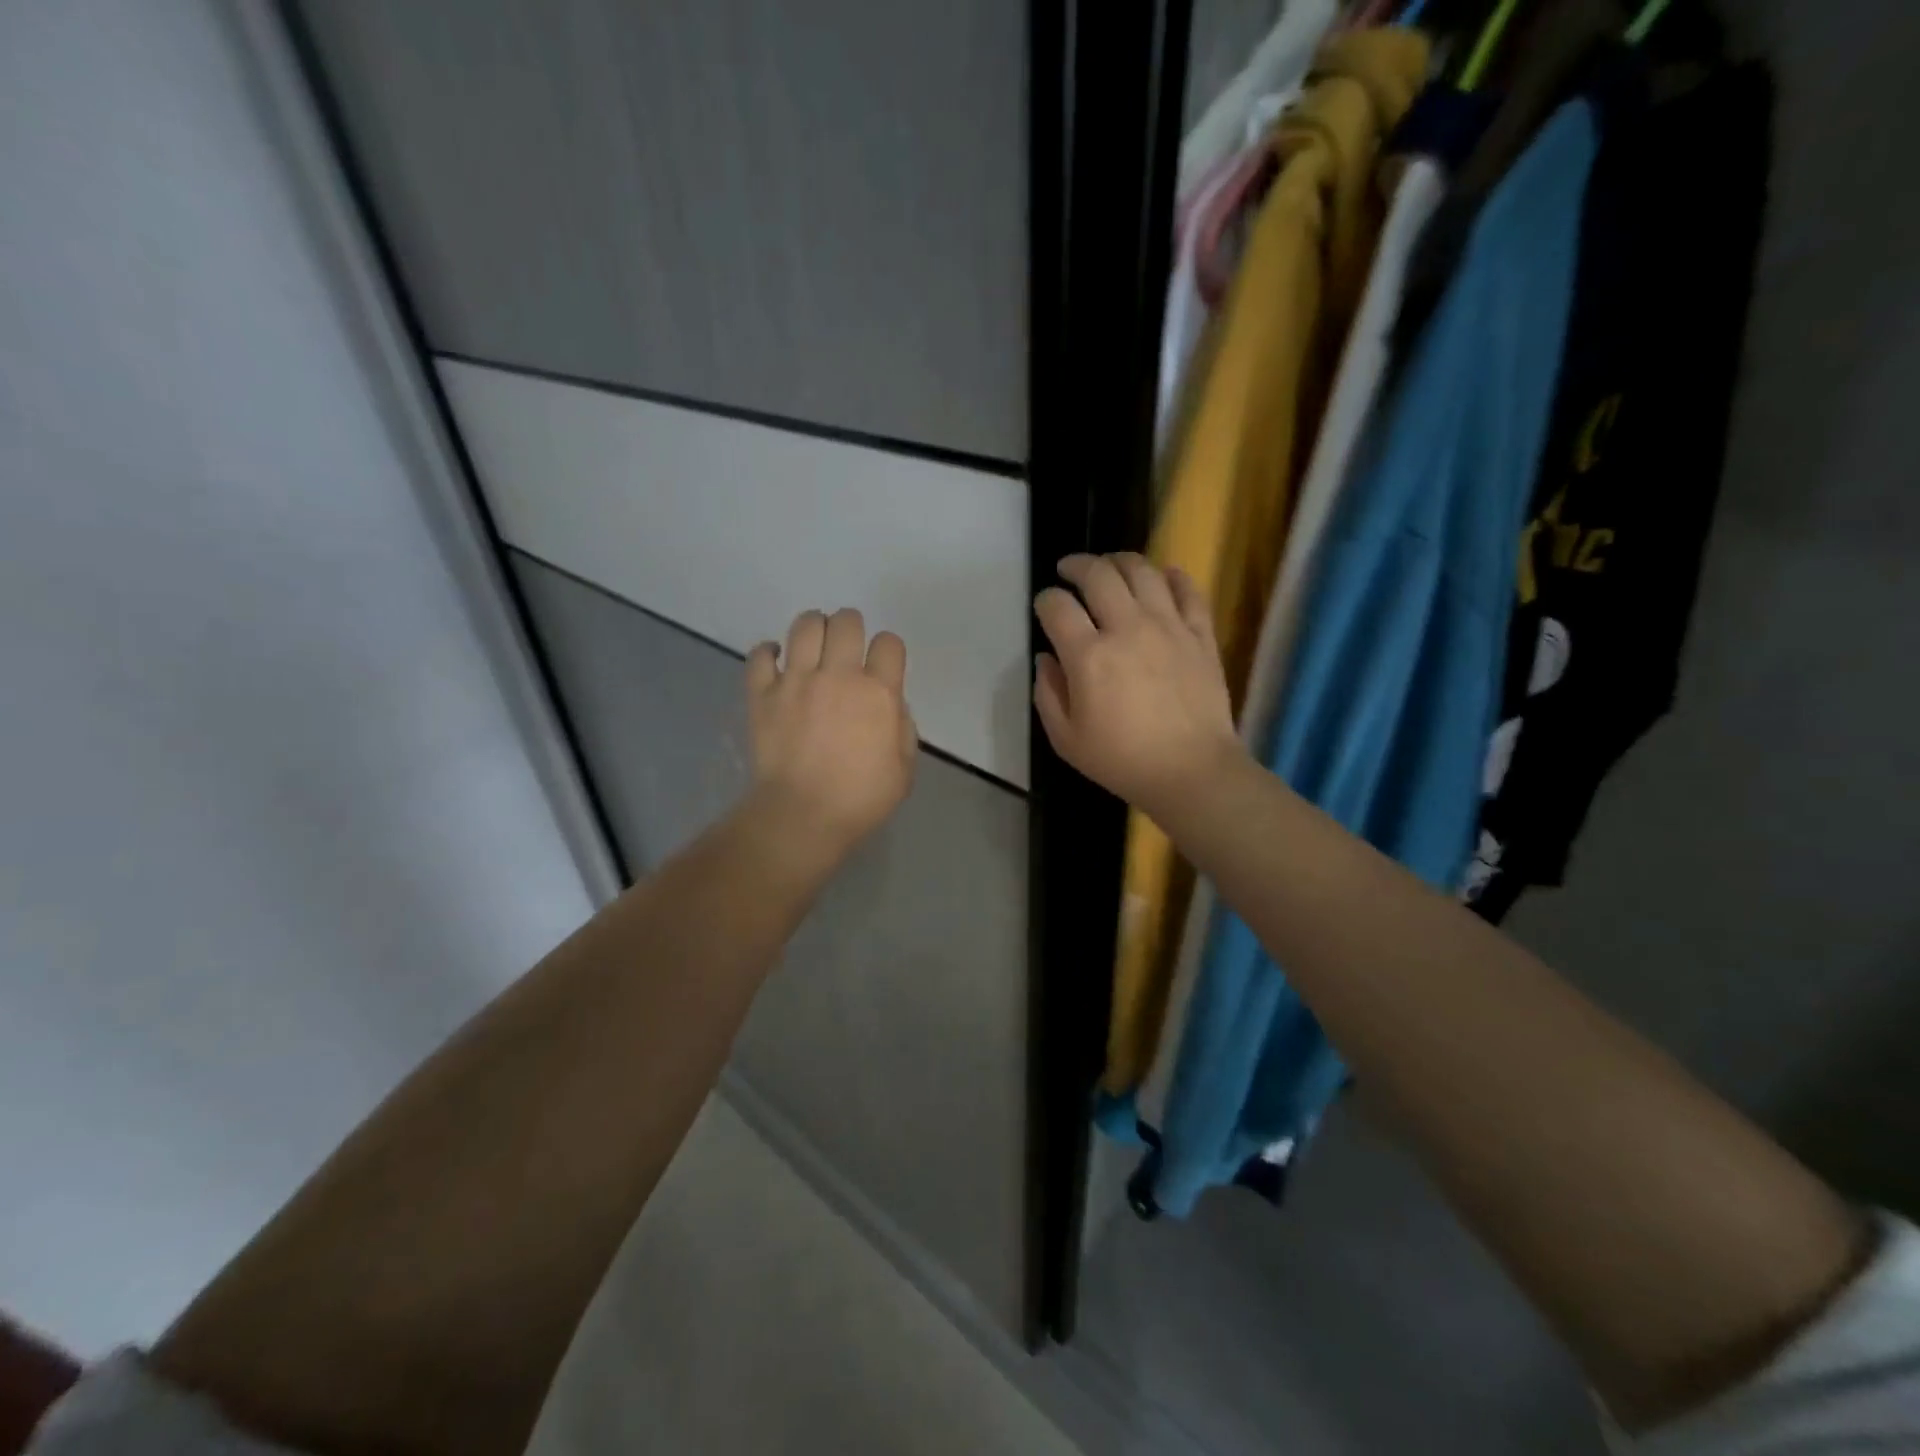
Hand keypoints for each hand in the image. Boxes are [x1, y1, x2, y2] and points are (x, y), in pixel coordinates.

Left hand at [745, 607, 917, 859]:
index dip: (888, 650)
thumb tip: (891, 705)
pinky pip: (760, 655)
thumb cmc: (860, 799)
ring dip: (814, 628)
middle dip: (851, 627)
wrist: (802, 815)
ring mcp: (796, 681)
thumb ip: (903, 728)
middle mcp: (838, 676)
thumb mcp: (904, 769)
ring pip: (805, 625)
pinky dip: (769, 652)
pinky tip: (777, 660)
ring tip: (814, 646)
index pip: (889, 643)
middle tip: (847, 647)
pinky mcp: (762, 693)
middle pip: (846, 621)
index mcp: (878, 693)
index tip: (883, 666)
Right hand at [1033, 553, 1243, 818]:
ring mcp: (1168, 627)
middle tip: (1069, 570)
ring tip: (1110, 566)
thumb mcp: (1065, 739)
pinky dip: (1172, 576)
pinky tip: (1162, 576)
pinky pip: (1188, 590)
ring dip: (1119, 561)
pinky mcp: (1200, 634)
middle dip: (1077, 565)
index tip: (1045, 606)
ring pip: (1142, 571)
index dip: (1045, 600)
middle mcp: (1127, 629)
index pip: (1057, 607)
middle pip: (1098, 575)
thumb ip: (1048, 693)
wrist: (1191, 771)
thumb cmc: (1121, 760)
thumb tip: (1047, 658)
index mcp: (1089, 656)